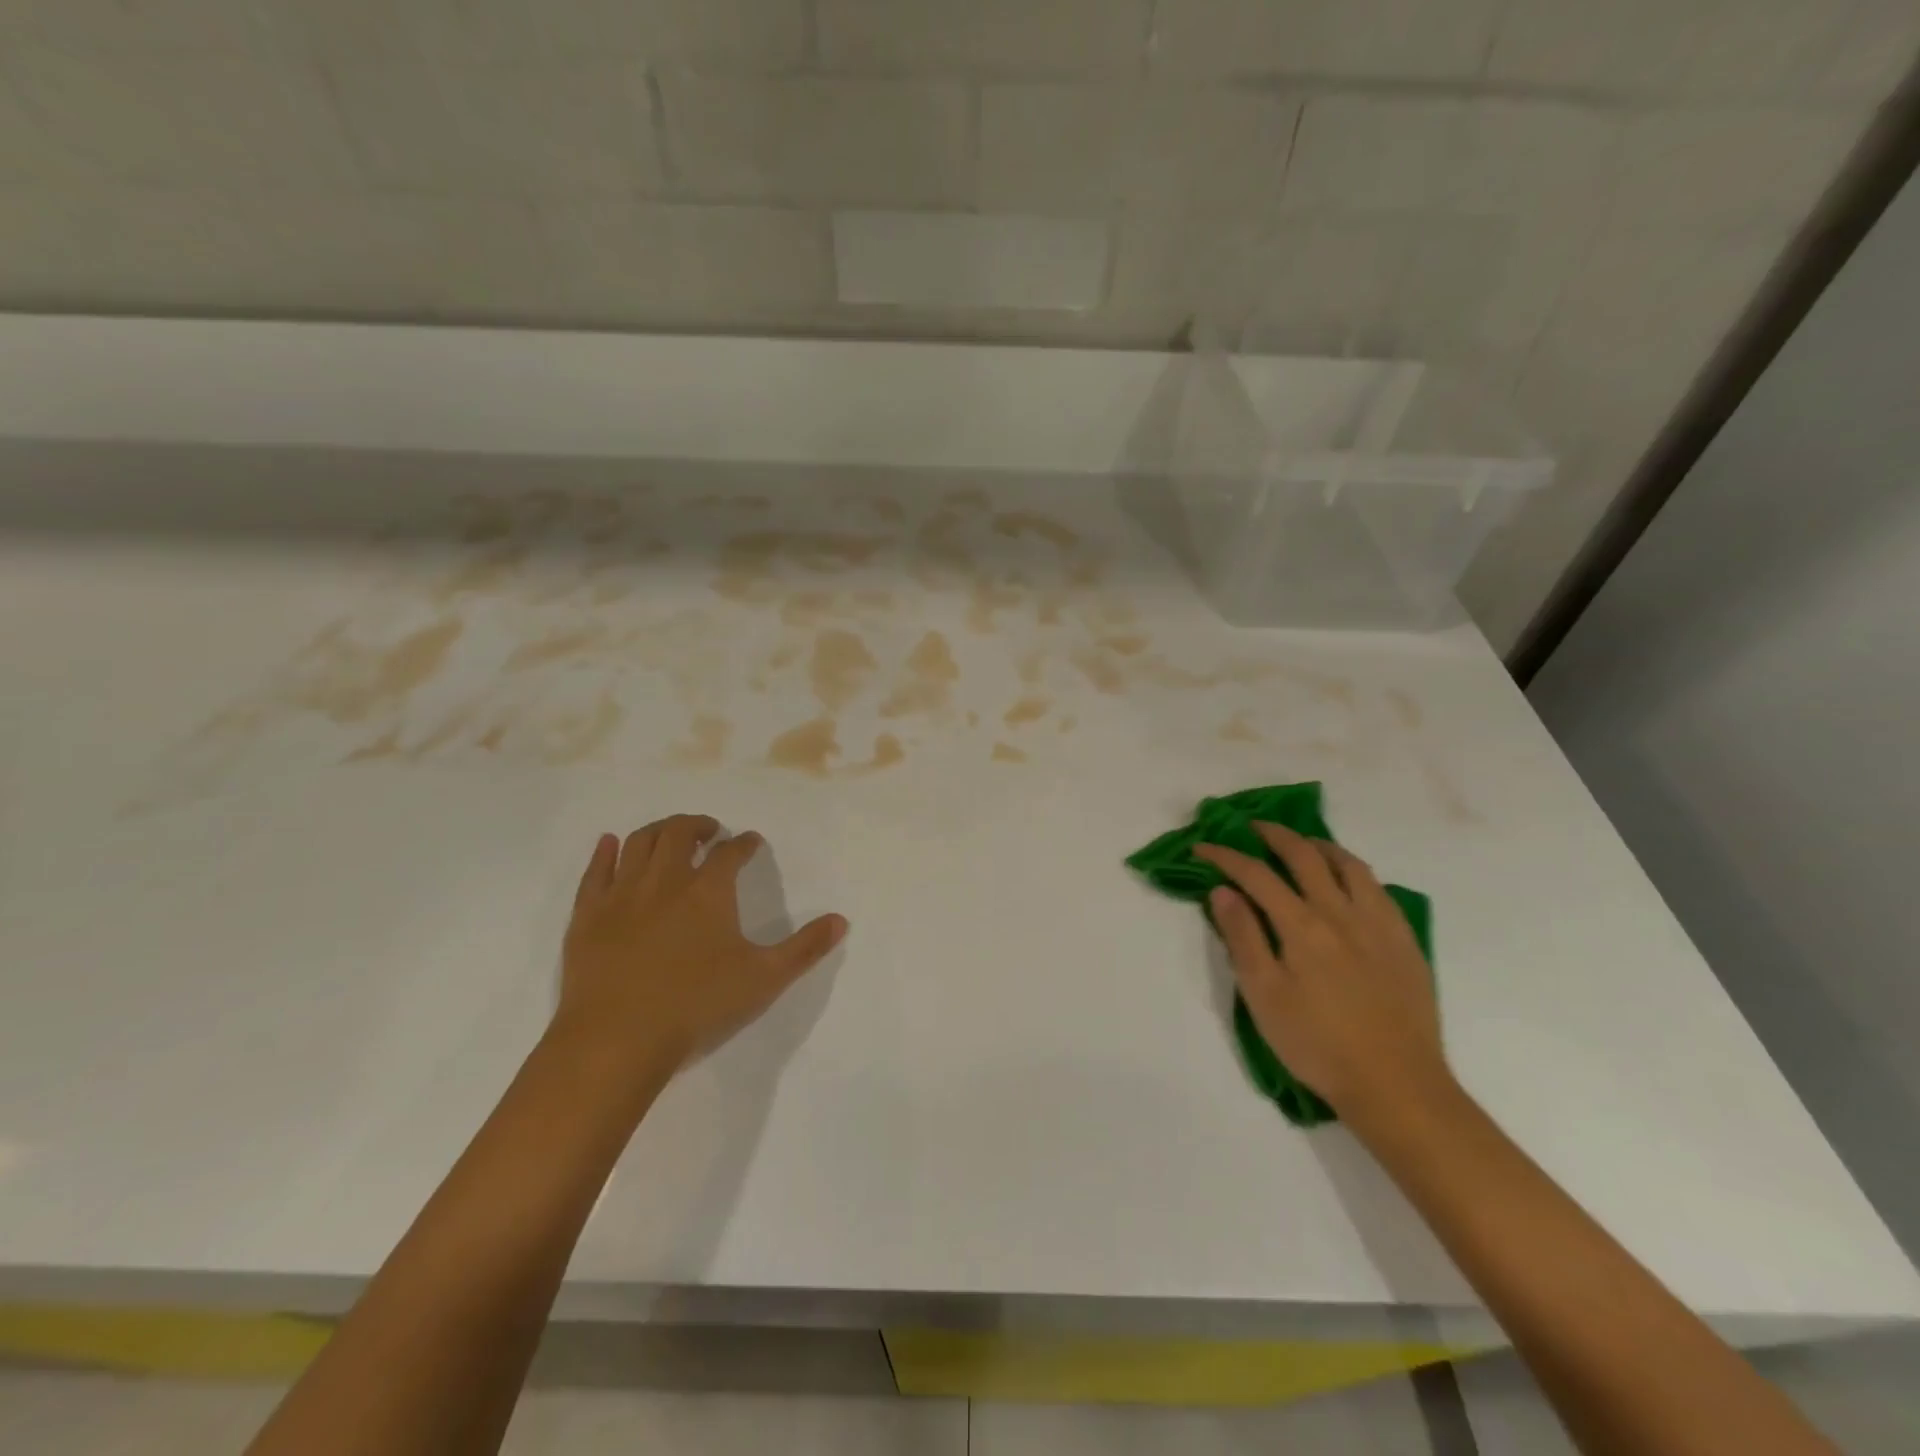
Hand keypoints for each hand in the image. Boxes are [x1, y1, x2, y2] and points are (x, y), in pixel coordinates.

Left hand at [556, 815, 846, 1081]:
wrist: (617, 1039)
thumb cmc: (697, 1005)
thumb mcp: (764, 979)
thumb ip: (805, 948)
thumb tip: (841, 920)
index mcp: (708, 891)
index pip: (731, 852)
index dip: (744, 843)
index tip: (751, 842)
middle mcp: (665, 880)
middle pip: (680, 833)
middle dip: (698, 825)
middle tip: (710, 830)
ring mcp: (622, 894)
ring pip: (639, 843)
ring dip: (659, 830)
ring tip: (670, 833)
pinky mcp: (587, 915)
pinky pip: (596, 871)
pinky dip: (605, 852)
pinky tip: (610, 844)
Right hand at [1195, 823, 1450, 1127]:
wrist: (1396, 1085)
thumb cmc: (1317, 1044)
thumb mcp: (1263, 995)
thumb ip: (1243, 938)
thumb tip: (1223, 891)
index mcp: (1302, 925)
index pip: (1257, 875)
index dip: (1226, 856)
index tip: (1203, 847)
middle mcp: (1341, 912)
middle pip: (1305, 856)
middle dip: (1274, 835)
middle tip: (1252, 828)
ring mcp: (1379, 924)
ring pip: (1349, 865)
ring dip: (1319, 846)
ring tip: (1302, 844)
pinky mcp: (1405, 942)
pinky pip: (1379, 889)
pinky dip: (1354, 871)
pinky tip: (1348, 882)